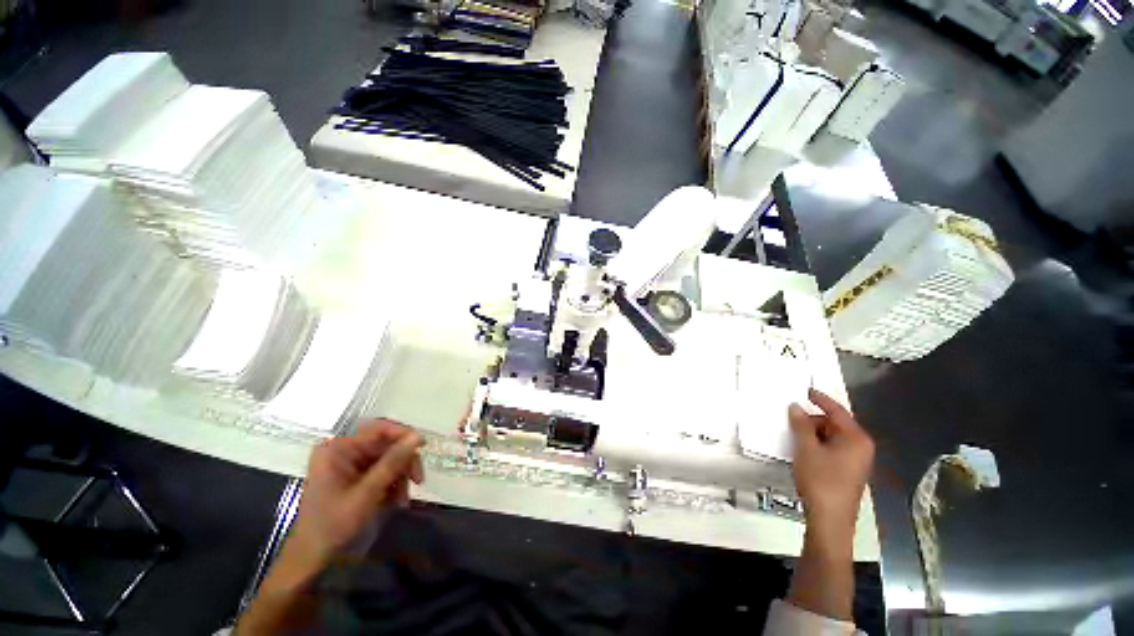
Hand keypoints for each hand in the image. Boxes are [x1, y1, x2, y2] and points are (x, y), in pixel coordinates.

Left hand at [236, 420, 425, 635]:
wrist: (313, 568)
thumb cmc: (331, 531)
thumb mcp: (366, 497)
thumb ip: (393, 464)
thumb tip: (418, 437)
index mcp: (337, 449)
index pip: (380, 428)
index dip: (403, 436)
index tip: (422, 451)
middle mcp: (343, 453)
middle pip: (387, 443)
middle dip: (403, 462)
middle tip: (413, 483)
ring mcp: (350, 467)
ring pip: (390, 458)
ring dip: (400, 476)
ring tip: (401, 497)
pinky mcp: (356, 481)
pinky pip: (386, 472)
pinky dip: (395, 484)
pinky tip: (395, 500)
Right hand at [789, 388, 873, 534]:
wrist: (830, 520)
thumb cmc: (820, 479)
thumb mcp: (806, 448)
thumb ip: (801, 424)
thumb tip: (796, 407)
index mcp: (856, 438)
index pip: (837, 411)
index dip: (820, 399)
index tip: (805, 389)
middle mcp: (861, 447)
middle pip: (835, 424)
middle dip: (814, 419)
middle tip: (792, 418)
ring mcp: (857, 461)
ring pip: (833, 437)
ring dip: (814, 433)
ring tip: (794, 434)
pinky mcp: (849, 472)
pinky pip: (833, 449)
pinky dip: (818, 444)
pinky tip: (804, 449)